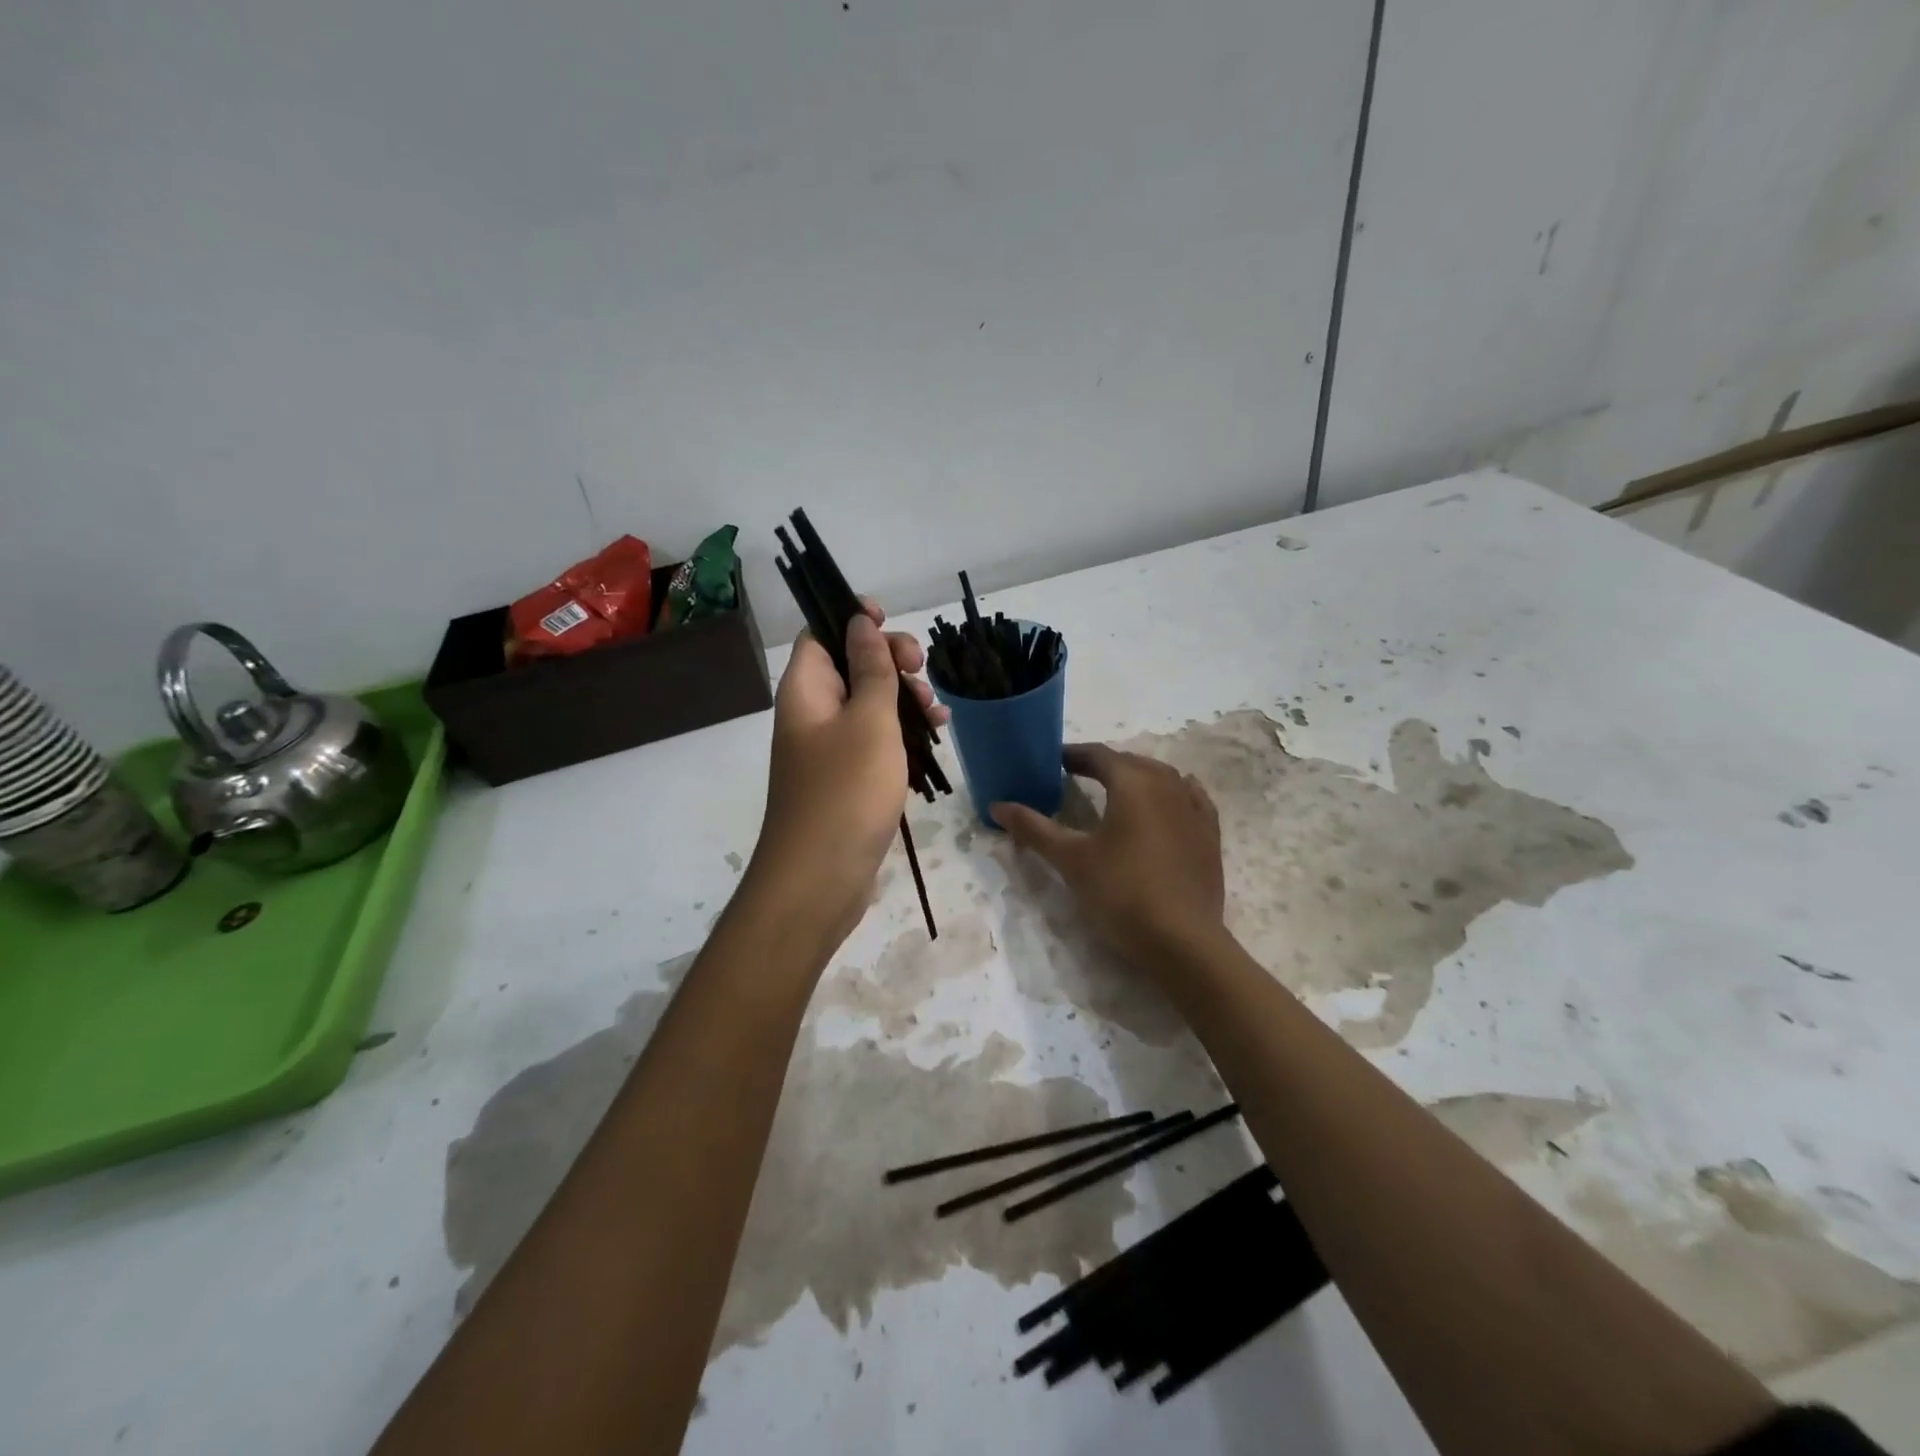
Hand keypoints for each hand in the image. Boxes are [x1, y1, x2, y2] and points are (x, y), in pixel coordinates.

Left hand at [749, 600, 948, 954]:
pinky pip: (874, 740)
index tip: (891, 623)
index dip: (853, 620)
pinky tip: (932, 738)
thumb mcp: (870, 721)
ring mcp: (828, 748)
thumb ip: (871, 669)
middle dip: (890, 661)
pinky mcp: (846, 778)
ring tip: (937, 714)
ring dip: (904, 699)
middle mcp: (812, 713)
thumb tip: (859, 622)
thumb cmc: (846, 791)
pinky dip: (901, 734)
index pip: (821, 633)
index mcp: (806, 689)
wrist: (820, 879)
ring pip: (869, 704)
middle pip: (850, 666)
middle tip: (922, 670)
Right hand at [992, 744, 1226, 972]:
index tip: (1052, 761)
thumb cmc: (1121, 893)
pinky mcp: (1210, 832)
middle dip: (1102, 765)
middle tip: (1076, 776)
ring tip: (1114, 791)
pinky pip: (1189, 797)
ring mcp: (1194, 807)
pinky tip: (1165, 803)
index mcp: (1132, 782)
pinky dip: (1170, 793)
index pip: (1098, 755)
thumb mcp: (1071, 860)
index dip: (1073, 754)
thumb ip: (1034, 828)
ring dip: (1136, 777)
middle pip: (1130, 762)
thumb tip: (997, 805)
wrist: (1183, 940)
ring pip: (1161, 777)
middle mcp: (1167, 784)